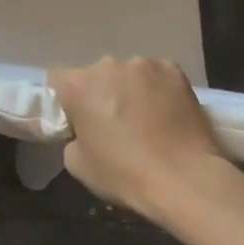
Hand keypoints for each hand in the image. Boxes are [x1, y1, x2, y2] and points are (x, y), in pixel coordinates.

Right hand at [50, 57, 229, 219]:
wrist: (186, 180)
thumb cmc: (125, 174)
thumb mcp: (78, 164)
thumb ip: (73, 138)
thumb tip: (85, 132)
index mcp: (77, 84)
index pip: (58, 79)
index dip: (67, 100)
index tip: (80, 120)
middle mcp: (107, 65)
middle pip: (96, 75)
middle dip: (102, 93)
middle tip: (116, 123)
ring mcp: (143, 64)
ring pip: (129, 74)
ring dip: (132, 90)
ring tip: (148, 119)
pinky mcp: (175, 71)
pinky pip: (159, 77)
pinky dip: (160, 90)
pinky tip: (169, 114)